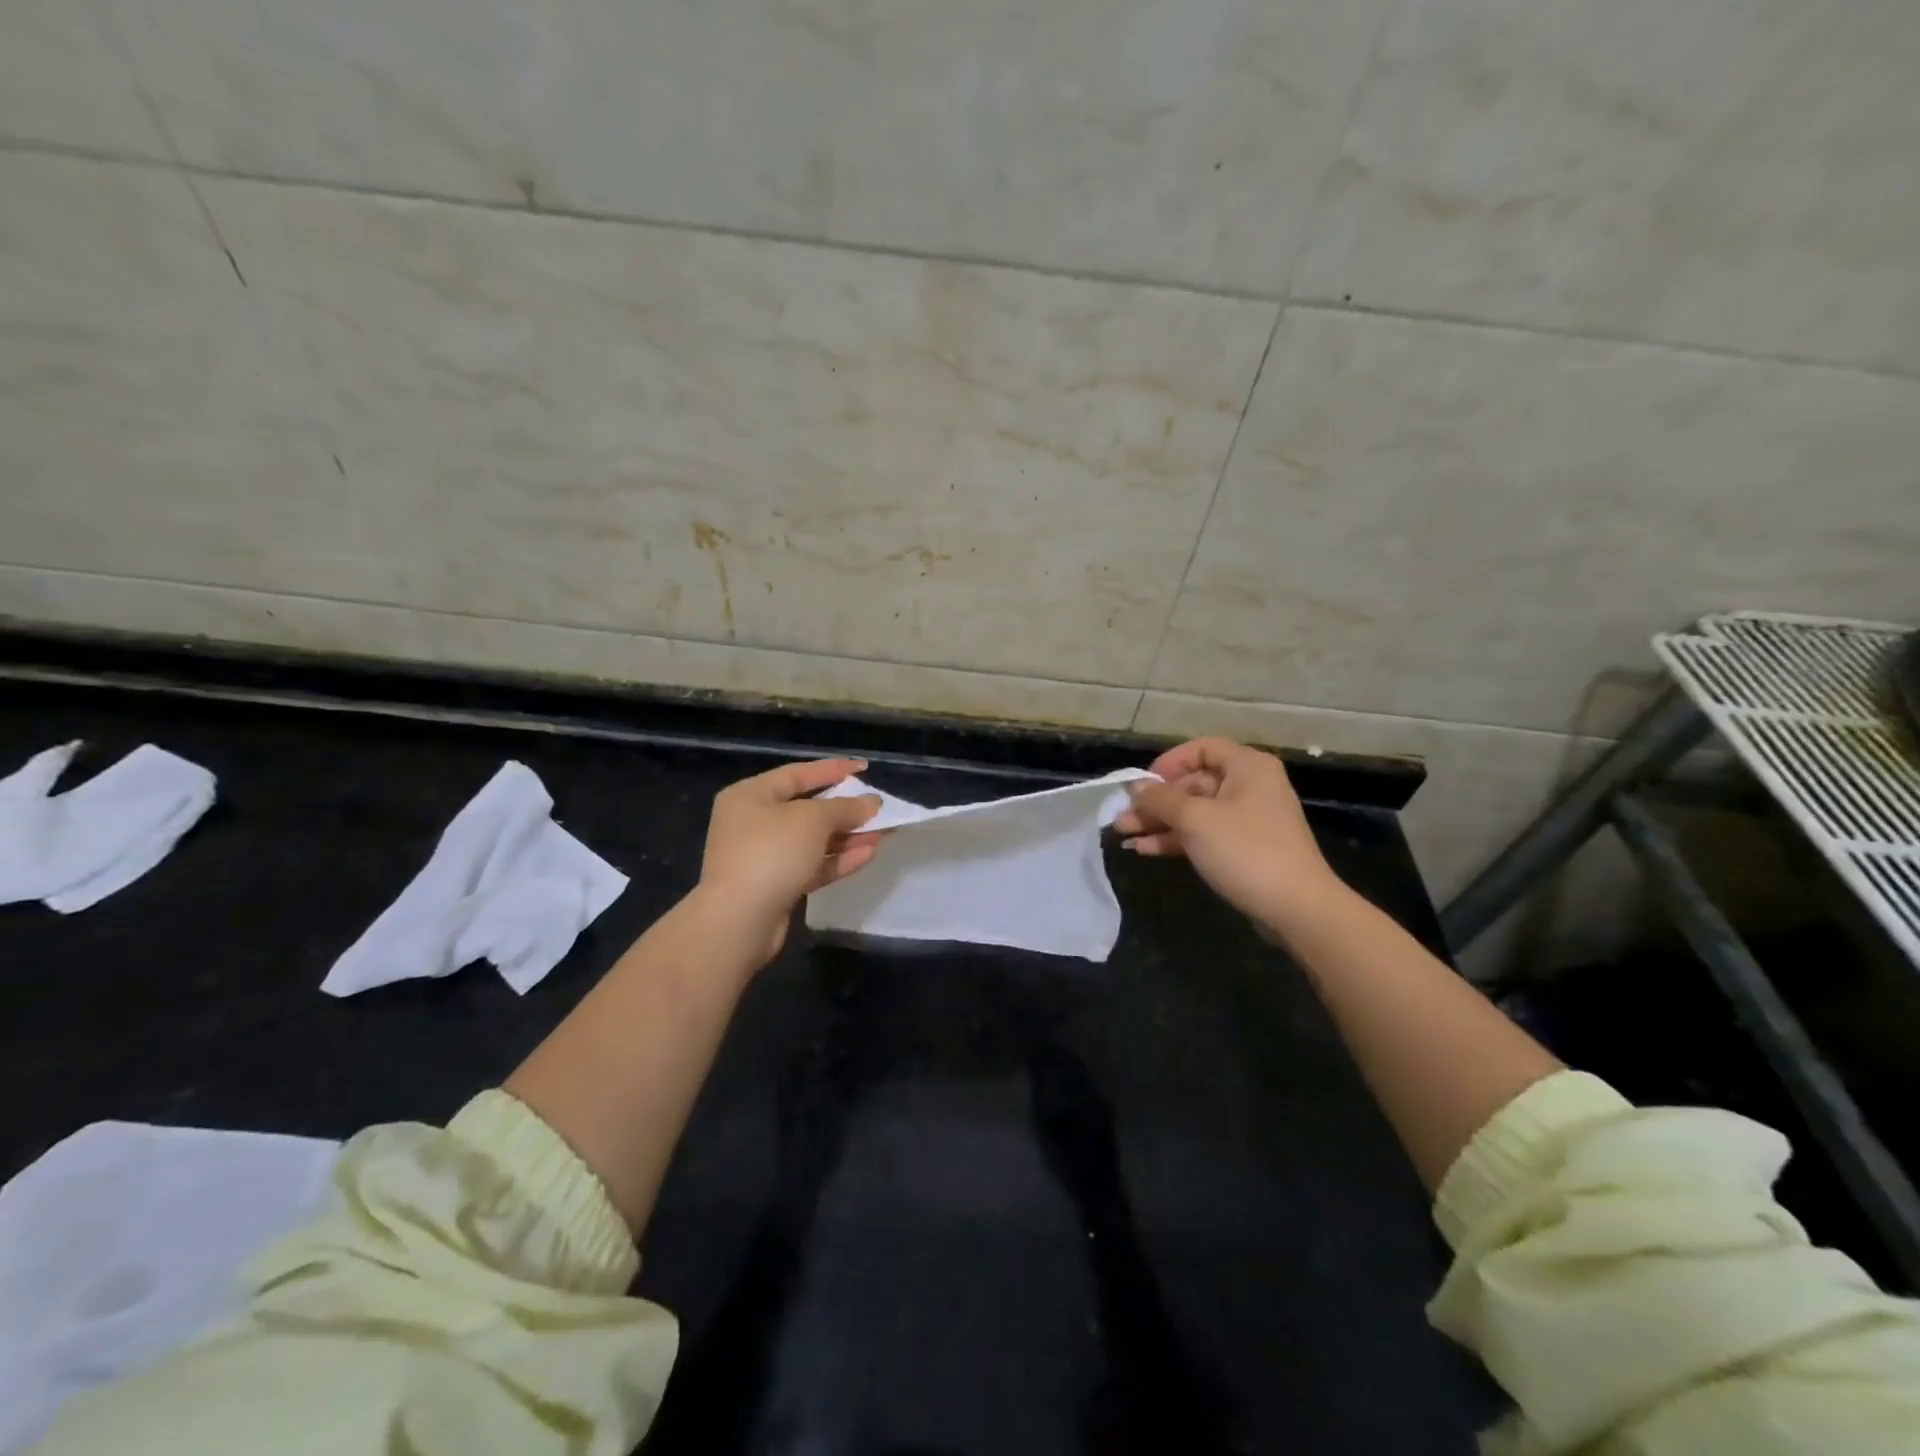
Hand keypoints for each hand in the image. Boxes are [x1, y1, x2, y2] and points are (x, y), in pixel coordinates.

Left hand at [694, 758, 882, 964]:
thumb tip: (872, 802)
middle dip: (845, 809)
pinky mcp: (776, 886)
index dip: (832, 770)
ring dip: (847, 836)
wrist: (738, 921)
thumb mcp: (812, 820)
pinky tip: (868, 854)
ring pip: (812, 840)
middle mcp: (752, 823)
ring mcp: (763, 857)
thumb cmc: (771, 852)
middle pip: (806, 809)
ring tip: (883, 832)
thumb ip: (845, 807)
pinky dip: (838, 859)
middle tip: (877, 806)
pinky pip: (811, 865)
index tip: (864, 768)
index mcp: (750, 796)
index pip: (797, 774)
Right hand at [1112, 737, 1343, 936]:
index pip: (1201, 749)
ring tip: (1123, 835)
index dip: (1168, 763)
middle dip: (1155, 801)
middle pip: (1194, 783)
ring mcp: (1248, 820)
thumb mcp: (1195, 820)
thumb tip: (1135, 788)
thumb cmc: (1245, 851)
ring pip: (1195, 812)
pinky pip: (1204, 834)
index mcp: (1247, 767)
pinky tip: (1146, 850)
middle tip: (1122, 817)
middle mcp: (1250, 786)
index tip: (1142, 785)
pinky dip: (1176, 839)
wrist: (1296, 908)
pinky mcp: (1245, 849)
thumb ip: (1160, 799)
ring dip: (1159, 822)